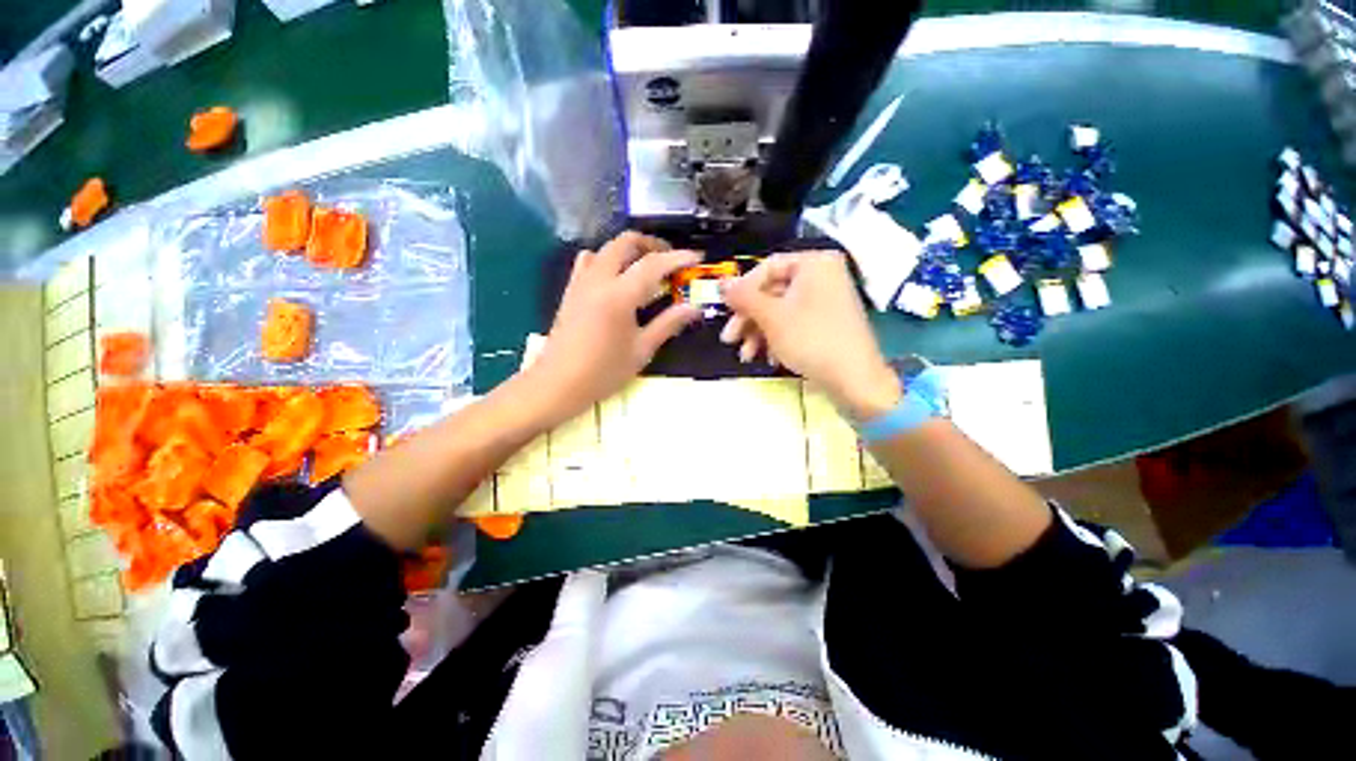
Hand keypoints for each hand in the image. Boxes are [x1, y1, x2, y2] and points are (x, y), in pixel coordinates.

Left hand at [526, 231, 701, 424]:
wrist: (558, 384)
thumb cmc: (603, 371)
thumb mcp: (642, 350)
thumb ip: (668, 324)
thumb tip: (694, 308)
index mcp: (619, 295)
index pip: (653, 264)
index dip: (678, 257)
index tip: (696, 257)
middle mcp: (599, 280)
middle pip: (625, 243)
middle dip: (651, 244)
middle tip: (670, 259)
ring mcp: (581, 282)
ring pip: (606, 249)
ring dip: (629, 250)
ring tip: (645, 267)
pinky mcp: (571, 290)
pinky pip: (588, 261)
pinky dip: (606, 260)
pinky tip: (615, 278)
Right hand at [720, 251, 900, 420]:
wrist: (854, 381)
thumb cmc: (811, 340)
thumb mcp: (771, 317)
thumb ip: (743, 297)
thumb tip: (722, 284)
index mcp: (814, 263)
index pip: (767, 267)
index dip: (742, 289)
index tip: (726, 310)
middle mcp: (822, 276)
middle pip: (772, 292)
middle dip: (748, 318)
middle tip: (729, 339)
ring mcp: (826, 301)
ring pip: (780, 311)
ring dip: (758, 333)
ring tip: (746, 355)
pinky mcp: (826, 323)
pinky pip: (794, 323)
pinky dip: (777, 339)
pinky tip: (769, 359)